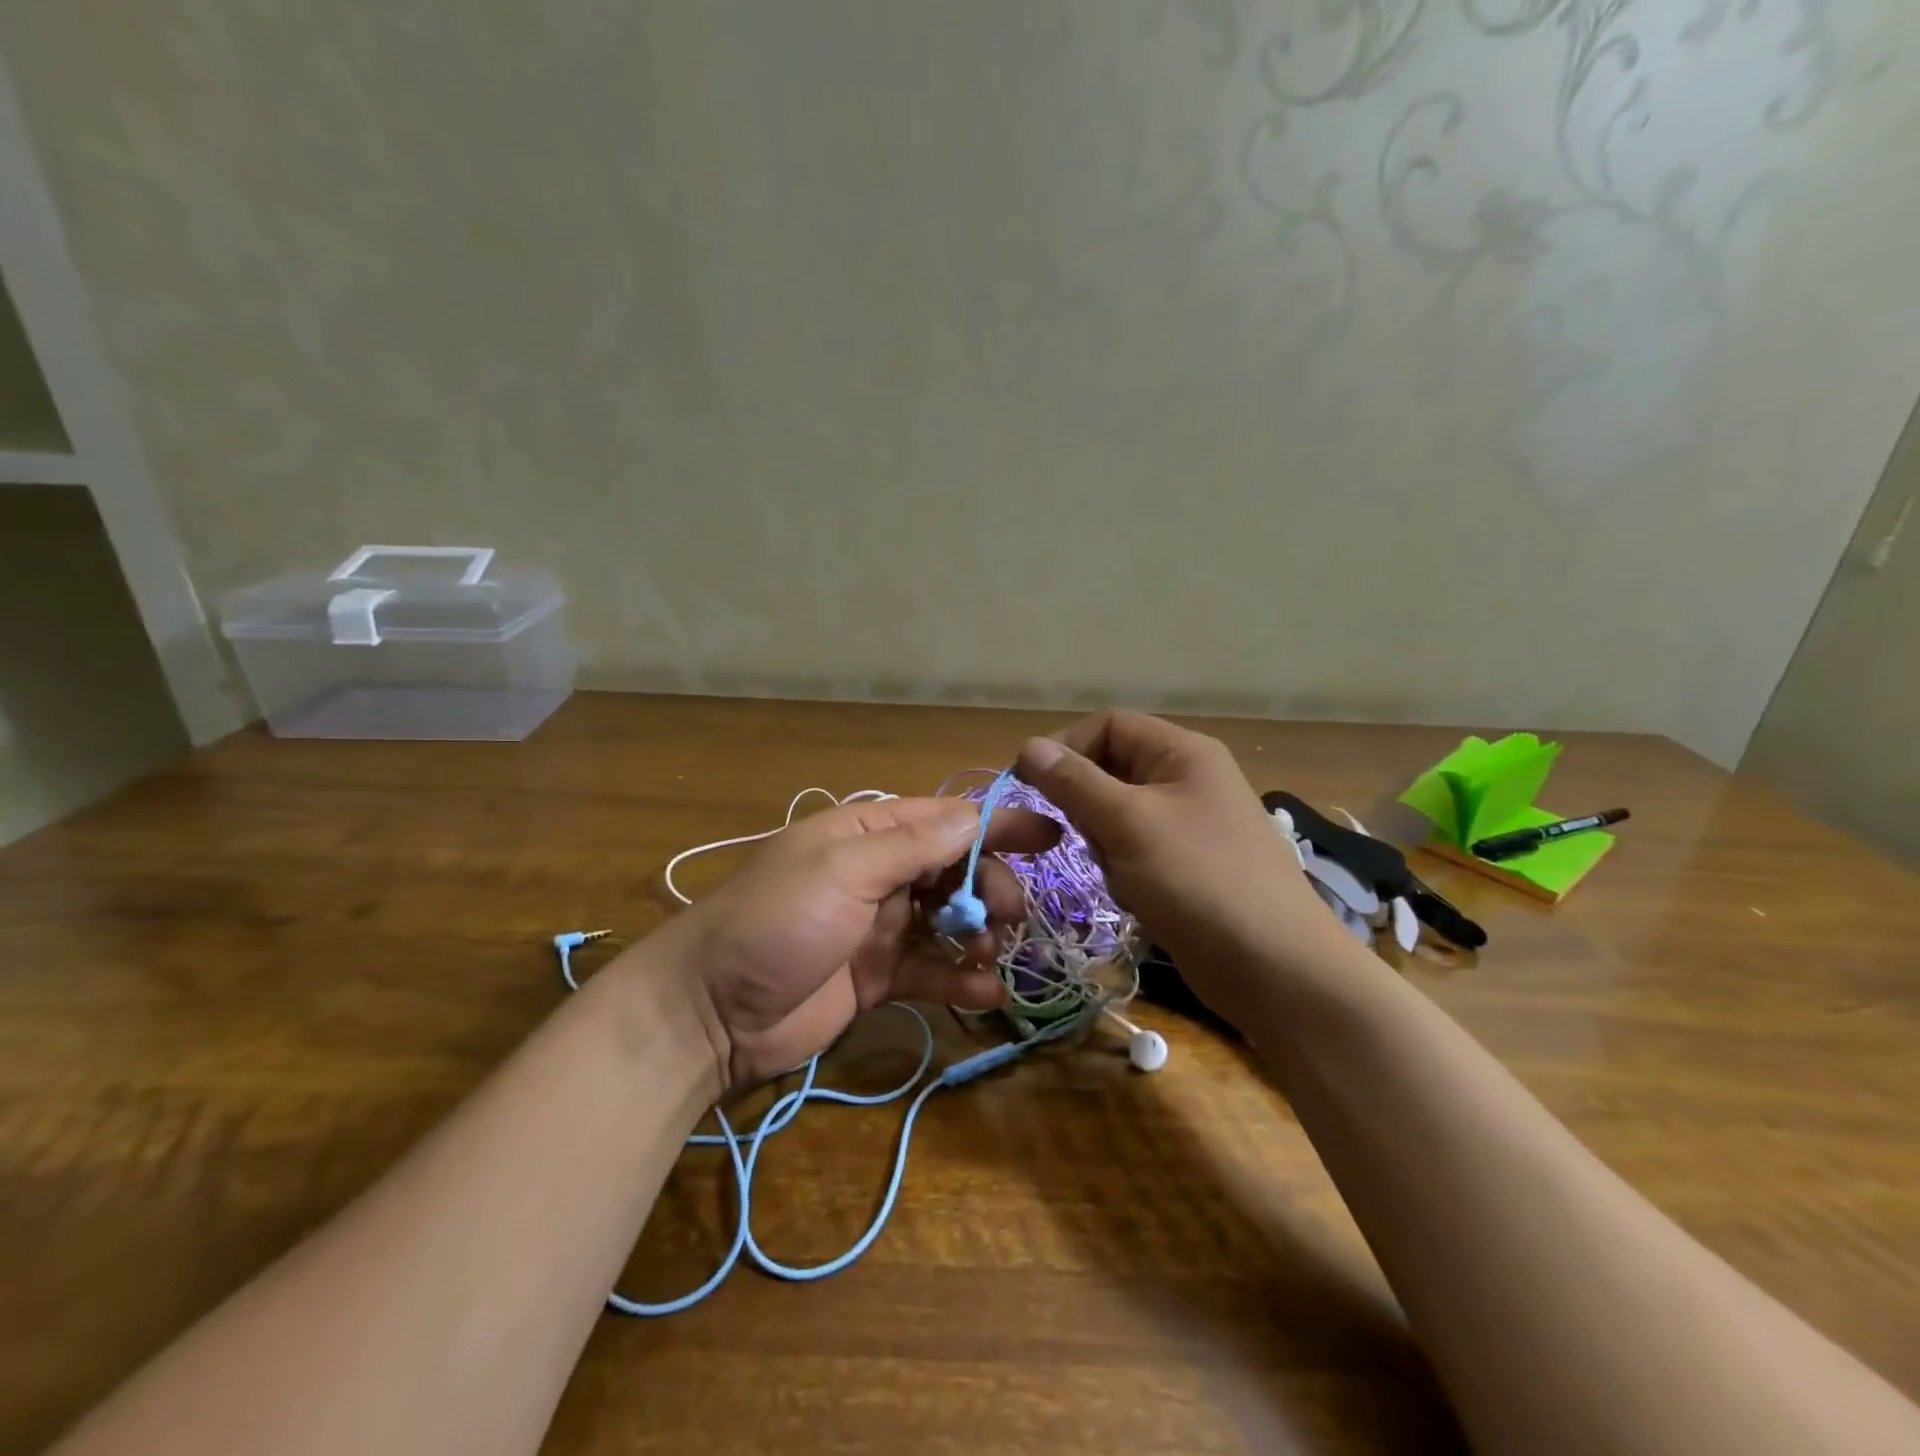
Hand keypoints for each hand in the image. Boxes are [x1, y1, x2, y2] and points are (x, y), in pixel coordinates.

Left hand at [641, 796, 1057, 1089]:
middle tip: (1007, 913)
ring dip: (978, 933)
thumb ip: (912, 846)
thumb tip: (975, 815)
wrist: (708, 1014)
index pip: (944, 818)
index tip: (1051, 834)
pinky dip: (959, 979)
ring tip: (990, 953)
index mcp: (865, 834)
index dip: (998, 824)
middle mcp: (877, 873)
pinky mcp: (877, 977)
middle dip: (987, 886)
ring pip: (948, 920)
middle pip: (954, 869)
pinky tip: (986, 993)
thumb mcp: (842, 871)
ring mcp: (878, 927)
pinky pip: (930, 971)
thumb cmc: (775, 923)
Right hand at [1016, 710, 1352, 1027]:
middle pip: (1110, 771)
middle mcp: (1187, 779)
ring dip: (1105, 846)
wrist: (1274, 968)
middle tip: (1084, 841)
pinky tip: (1140, 899)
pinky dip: (1124, 872)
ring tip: (1124, 876)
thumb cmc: (1198, 880)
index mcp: (1182, 752)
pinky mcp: (1186, 867)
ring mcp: (1189, 825)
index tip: (1027, 784)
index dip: (1065, 747)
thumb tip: (1027, 746)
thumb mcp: (1127, 823)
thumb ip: (1073, 782)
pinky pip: (1134, 852)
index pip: (1108, 725)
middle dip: (1087, 806)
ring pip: (1117, 817)